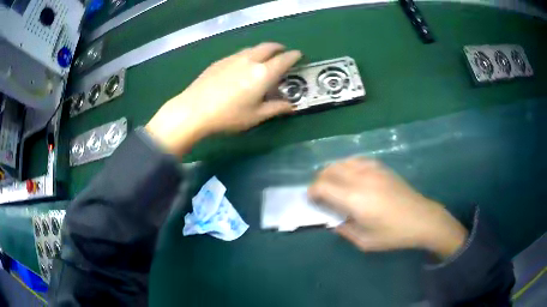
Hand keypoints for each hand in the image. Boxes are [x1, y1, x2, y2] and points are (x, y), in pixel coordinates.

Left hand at [146, 42, 301, 155]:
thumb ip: (276, 108)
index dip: (294, 56)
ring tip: (264, 56)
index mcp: (263, 73)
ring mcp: (233, 58)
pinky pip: (239, 53)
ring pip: (253, 48)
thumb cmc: (228, 116)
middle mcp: (250, 60)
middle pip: (268, 47)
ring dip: (263, 49)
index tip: (299, 55)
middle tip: (283, 52)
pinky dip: (248, 54)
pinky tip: (243, 64)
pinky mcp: (220, 61)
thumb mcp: (256, 116)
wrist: (194, 109)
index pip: (284, 59)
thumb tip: (291, 107)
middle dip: (279, 47)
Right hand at [308, 158, 467, 258]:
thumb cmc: (393, 234)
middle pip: (329, 170)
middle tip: (320, 195)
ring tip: (333, 185)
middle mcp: (360, 178)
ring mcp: (372, 170)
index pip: (322, 186)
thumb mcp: (364, 241)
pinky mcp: (381, 167)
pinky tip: (351, 176)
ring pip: (342, 162)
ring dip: (332, 172)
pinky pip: (357, 160)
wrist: (421, 218)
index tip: (311, 200)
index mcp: (354, 198)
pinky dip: (347, 166)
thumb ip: (344, 230)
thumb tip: (333, 220)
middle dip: (319, 181)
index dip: (311, 192)